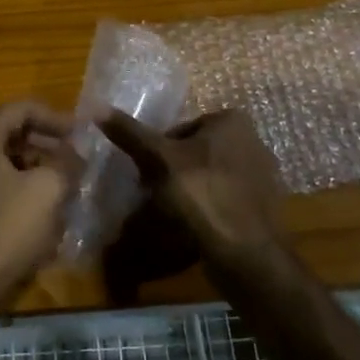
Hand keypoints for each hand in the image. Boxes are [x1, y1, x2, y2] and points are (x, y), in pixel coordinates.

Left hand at [0, 100, 82, 315]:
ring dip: (33, 162)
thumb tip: (77, 153)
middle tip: (73, 155)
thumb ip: (67, 162)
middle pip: (9, 130)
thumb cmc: (9, 227)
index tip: (81, 132)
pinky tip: (39, 201)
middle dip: (45, 140)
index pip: (21, 109)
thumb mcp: (49, 189)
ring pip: (1, 156)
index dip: (55, 117)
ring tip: (62, 178)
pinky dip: (17, 181)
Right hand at [97, 109, 287, 270]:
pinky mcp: (263, 204)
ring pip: (209, 175)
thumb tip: (96, 107)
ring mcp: (262, 174)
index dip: (158, 151)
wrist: (243, 252)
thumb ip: (131, 133)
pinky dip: (208, 207)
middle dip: (174, 170)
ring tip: (172, 213)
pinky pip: (225, 197)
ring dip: (189, 190)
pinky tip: (195, 226)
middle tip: (155, 194)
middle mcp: (253, 140)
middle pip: (195, 152)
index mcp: (232, 121)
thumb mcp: (159, 159)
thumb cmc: (200, 193)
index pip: (180, 129)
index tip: (146, 174)